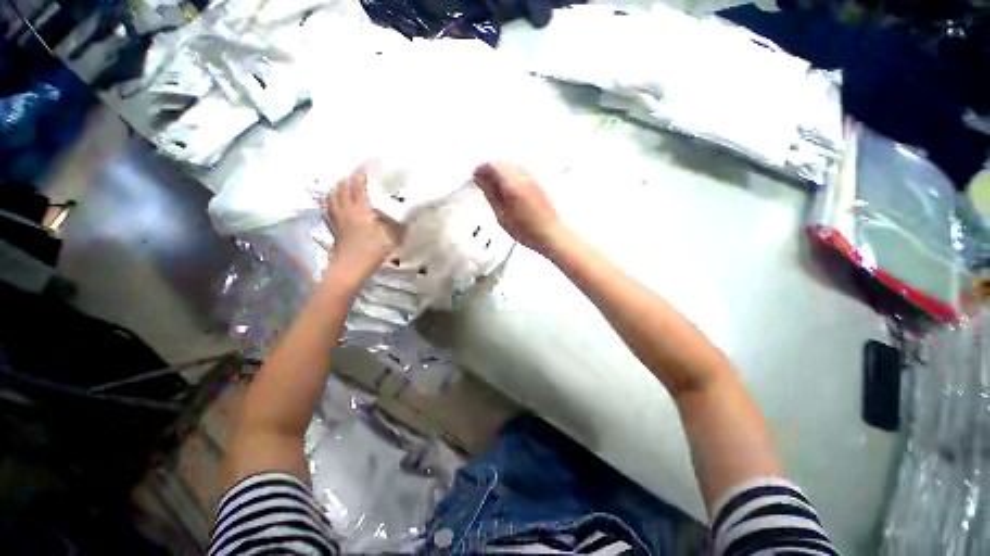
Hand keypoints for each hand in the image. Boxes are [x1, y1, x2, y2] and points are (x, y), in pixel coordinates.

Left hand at [324, 167, 398, 282]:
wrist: (349, 269)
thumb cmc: (371, 253)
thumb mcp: (390, 238)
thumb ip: (398, 226)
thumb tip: (408, 216)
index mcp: (360, 211)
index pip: (358, 187)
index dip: (360, 175)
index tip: (365, 166)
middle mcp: (346, 211)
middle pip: (342, 188)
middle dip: (348, 179)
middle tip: (356, 176)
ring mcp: (337, 219)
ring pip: (332, 197)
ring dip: (337, 188)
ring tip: (344, 185)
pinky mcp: (333, 228)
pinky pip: (329, 208)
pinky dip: (332, 200)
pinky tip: (336, 203)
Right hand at [473, 162, 564, 253]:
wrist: (552, 233)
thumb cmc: (526, 230)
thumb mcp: (502, 216)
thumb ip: (491, 195)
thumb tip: (480, 181)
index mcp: (512, 184)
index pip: (493, 166)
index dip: (481, 169)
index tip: (475, 177)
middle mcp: (523, 176)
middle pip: (503, 163)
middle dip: (490, 169)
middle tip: (482, 182)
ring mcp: (532, 178)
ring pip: (512, 165)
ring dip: (501, 171)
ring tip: (494, 186)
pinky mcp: (538, 183)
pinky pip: (520, 171)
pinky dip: (510, 175)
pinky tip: (508, 188)